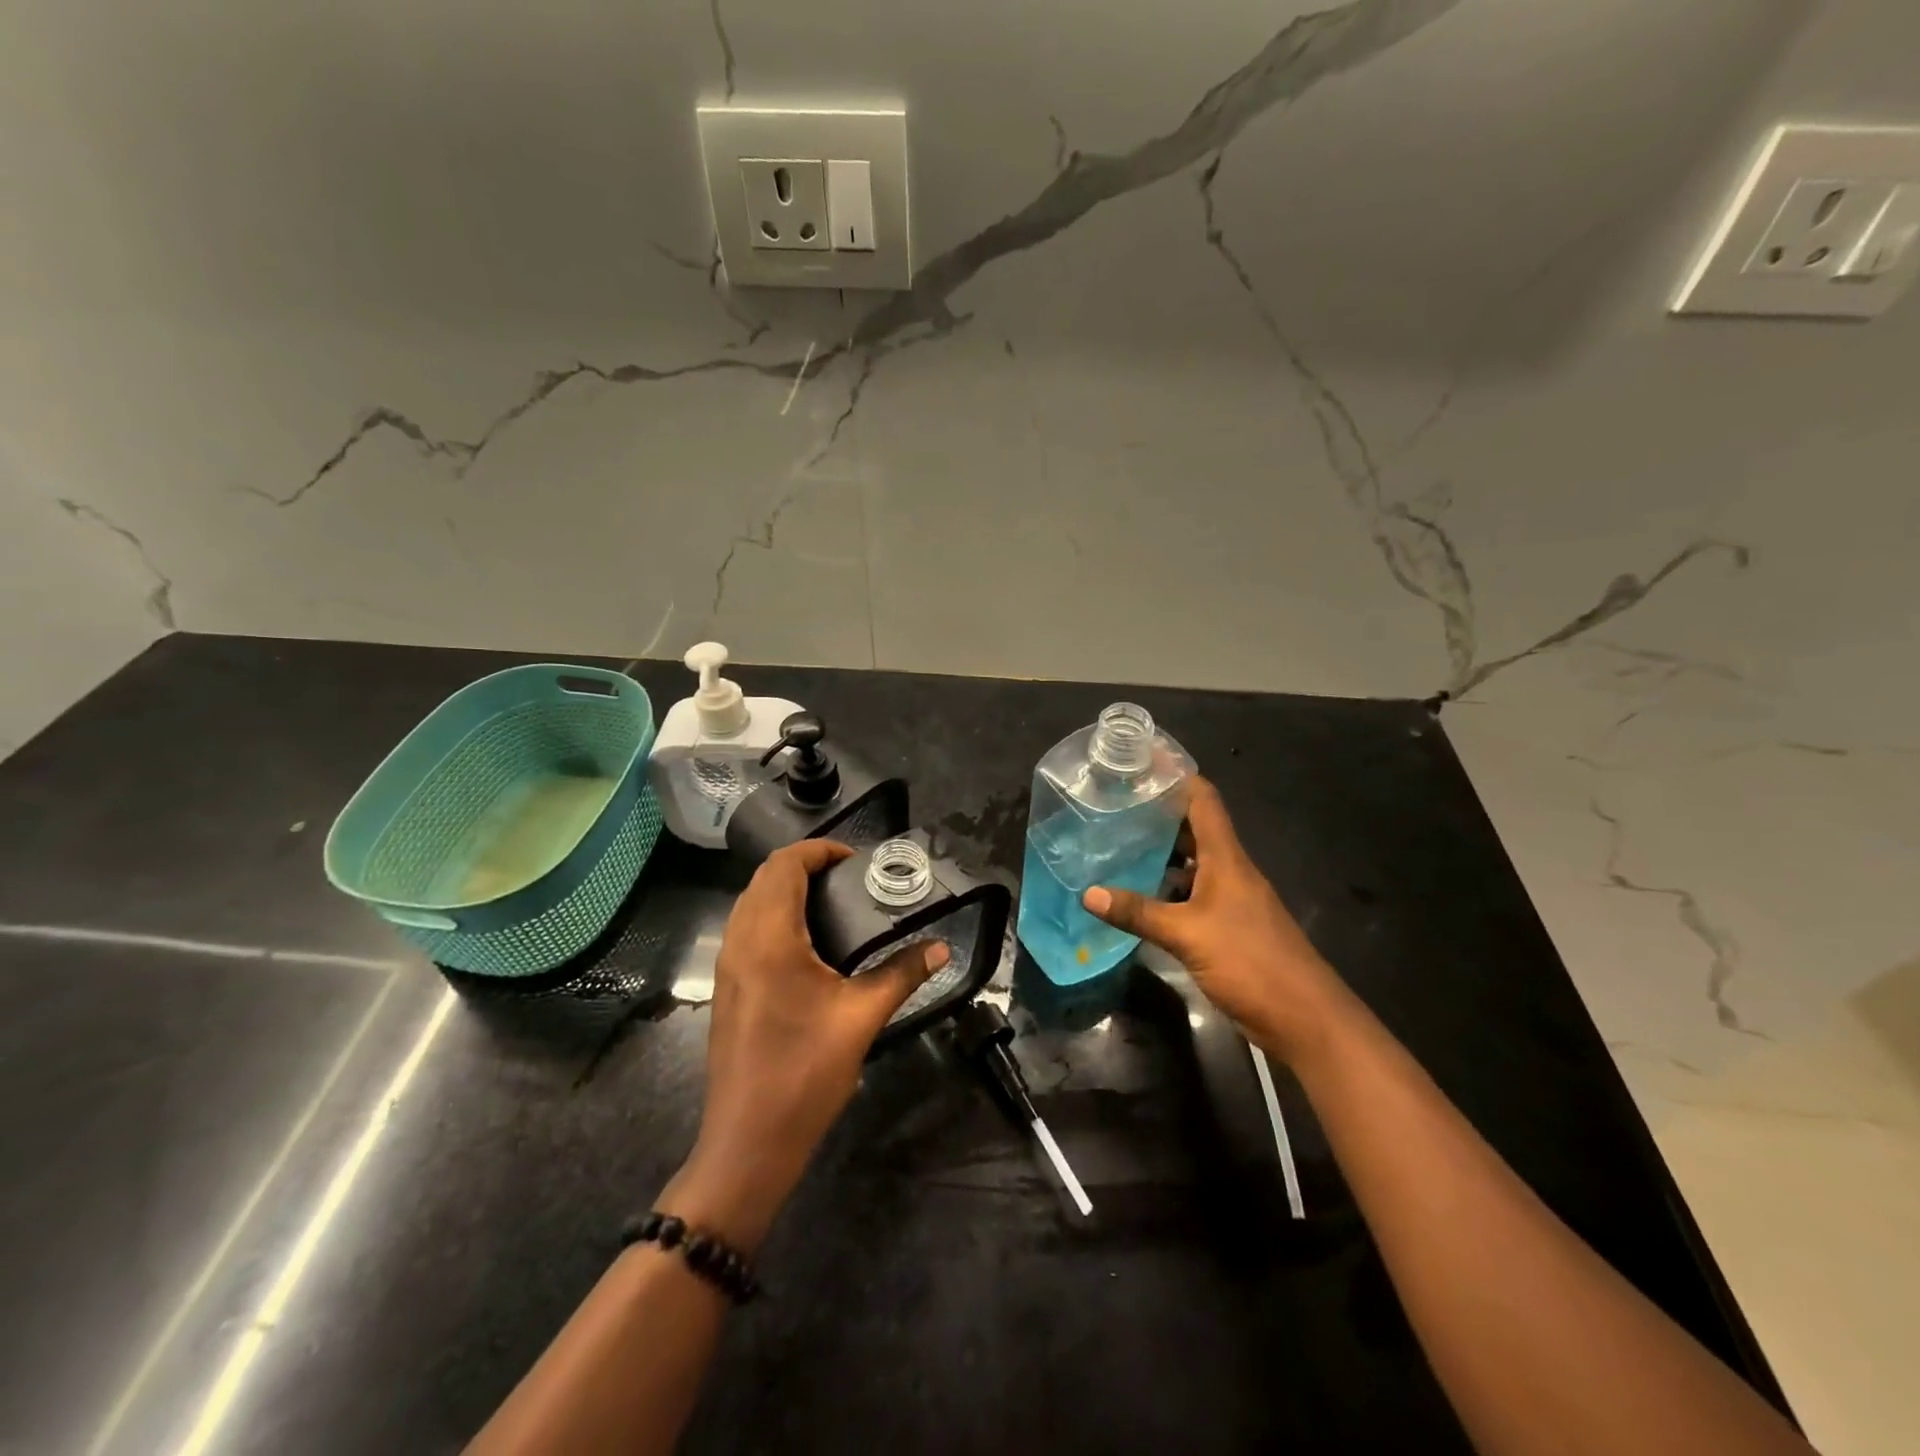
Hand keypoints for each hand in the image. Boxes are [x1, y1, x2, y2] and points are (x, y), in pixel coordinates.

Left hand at [660, 839, 947, 1253]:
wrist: (748, 1141)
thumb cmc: (805, 1073)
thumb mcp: (862, 1018)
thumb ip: (902, 974)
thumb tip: (941, 948)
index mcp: (769, 937)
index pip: (784, 865)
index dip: (818, 850)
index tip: (855, 860)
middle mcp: (740, 941)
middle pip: (764, 878)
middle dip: (804, 866)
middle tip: (849, 879)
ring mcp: (727, 966)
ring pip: (751, 902)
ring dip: (785, 889)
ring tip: (833, 904)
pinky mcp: (726, 987)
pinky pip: (746, 929)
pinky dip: (773, 915)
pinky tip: (808, 944)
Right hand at [1083, 777, 1344, 1064]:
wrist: (1305, 1018)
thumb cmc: (1250, 962)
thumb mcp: (1187, 935)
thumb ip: (1138, 913)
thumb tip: (1088, 893)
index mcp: (1226, 858)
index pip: (1203, 800)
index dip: (1175, 776)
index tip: (1141, 762)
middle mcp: (1229, 870)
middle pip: (1194, 828)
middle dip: (1158, 813)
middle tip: (1114, 804)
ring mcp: (1230, 899)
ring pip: (1191, 863)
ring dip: (1160, 852)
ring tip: (1116, 843)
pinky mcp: (1228, 926)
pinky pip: (1191, 894)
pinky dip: (1166, 888)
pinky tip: (1137, 895)